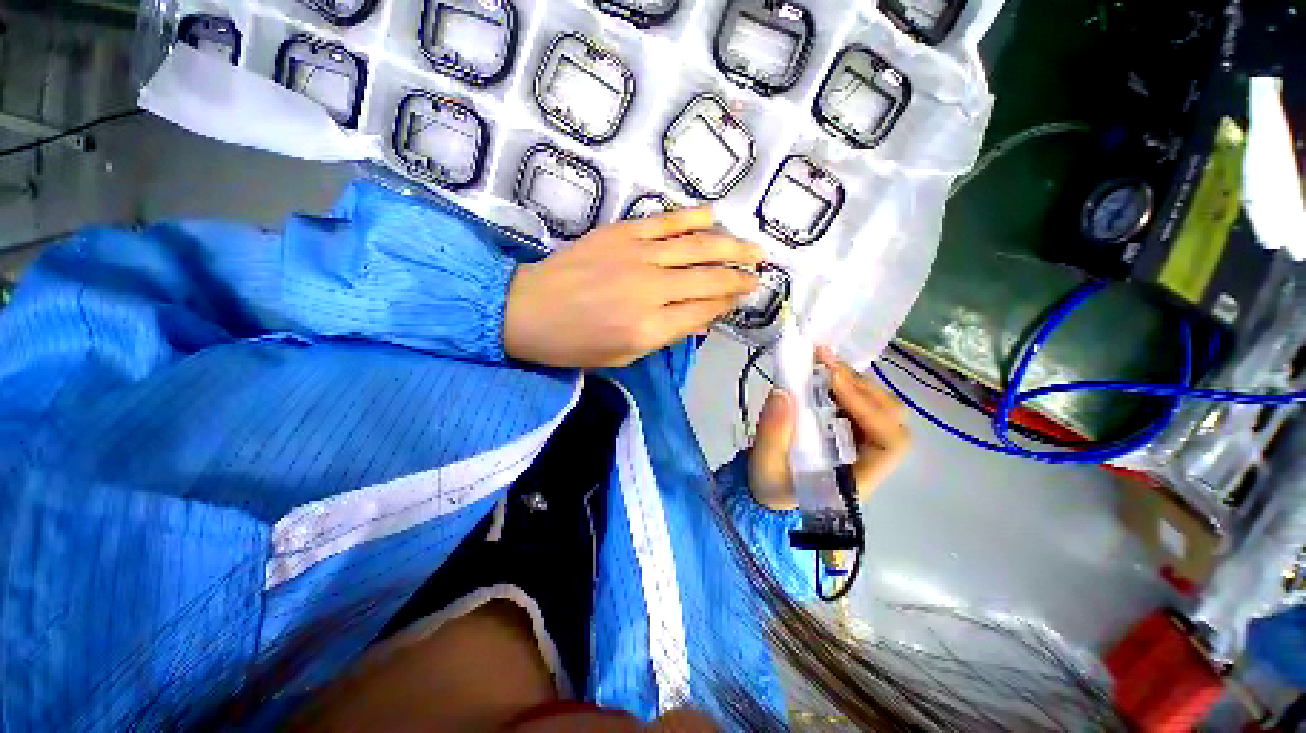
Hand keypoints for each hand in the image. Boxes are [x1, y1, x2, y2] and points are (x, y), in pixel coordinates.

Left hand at [504, 207, 763, 367]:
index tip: (744, 297)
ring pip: (697, 248)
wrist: (526, 310)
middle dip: (739, 276)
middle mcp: (651, 291)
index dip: (728, 303)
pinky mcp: (622, 234)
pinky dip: (692, 218)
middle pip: (708, 279)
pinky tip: (713, 216)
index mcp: (650, 329)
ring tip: (754, 247)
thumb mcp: (624, 356)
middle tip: (760, 272)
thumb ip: (666, 336)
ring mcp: (637, 257)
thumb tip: (702, 320)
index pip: (704, 311)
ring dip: (731, 246)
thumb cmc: (574, 345)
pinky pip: (666, 222)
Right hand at [749, 347, 910, 510]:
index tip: (832, 380)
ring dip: (851, 380)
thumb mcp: (765, 466)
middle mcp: (869, 459)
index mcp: (858, 478)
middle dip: (858, 386)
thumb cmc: (771, 487)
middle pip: (889, 417)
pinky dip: (841, 383)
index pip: (889, 442)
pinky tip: (820, 372)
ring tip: (820, 360)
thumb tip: (782, 393)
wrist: (769, 492)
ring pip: (877, 405)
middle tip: (824, 361)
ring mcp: (861, 442)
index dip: (868, 407)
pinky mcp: (847, 429)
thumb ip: (772, 434)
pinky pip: (857, 402)